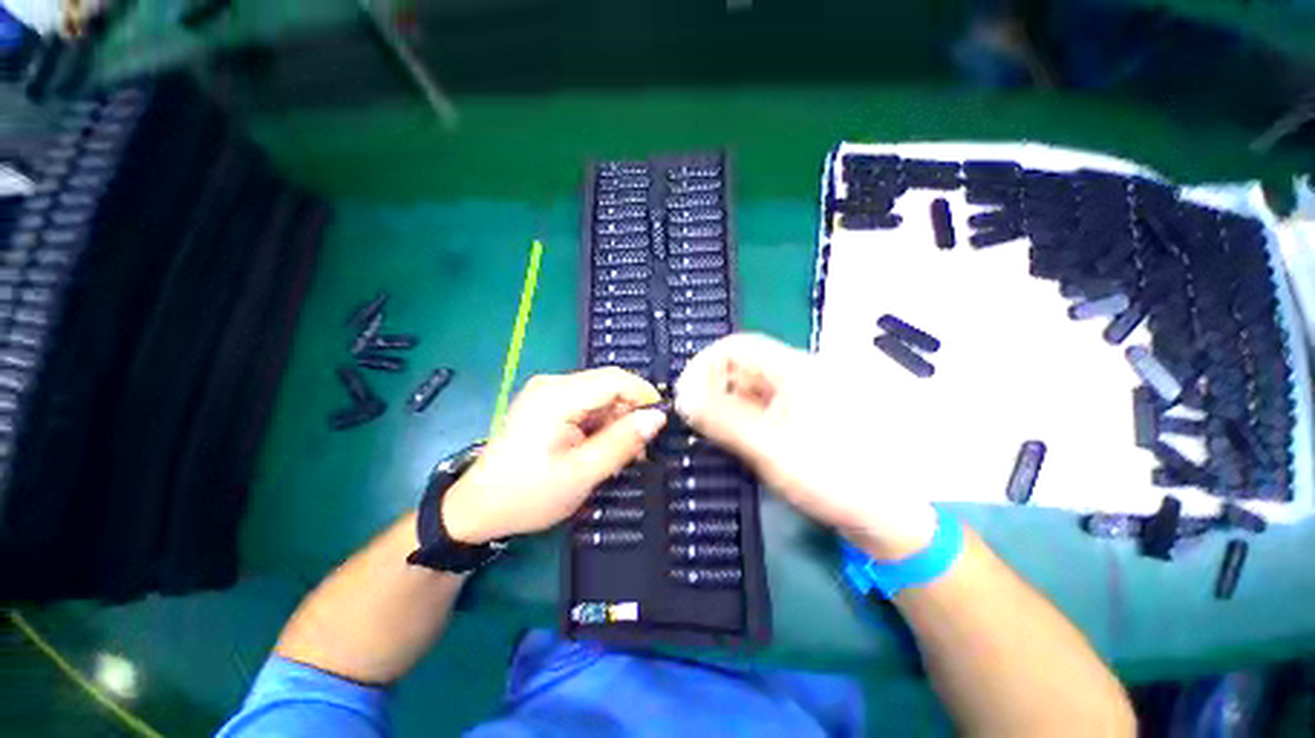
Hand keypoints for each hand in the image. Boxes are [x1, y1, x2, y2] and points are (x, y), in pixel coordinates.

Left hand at [442, 368, 667, 543]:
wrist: (478, 508)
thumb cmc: (528, 495)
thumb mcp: (581, 474)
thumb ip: (622, 443)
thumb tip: (657, 418)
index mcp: (557, 396)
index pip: (615, 379)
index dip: (644, 396)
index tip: (661, 424)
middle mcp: (553, 384)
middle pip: (608, 385)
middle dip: (630, 413)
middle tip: (639, 449)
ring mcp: (548, 391)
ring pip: (601, 395)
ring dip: (616, 421)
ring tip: (618, 454)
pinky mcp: (548, 402)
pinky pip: (587, 404)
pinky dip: (601, 423)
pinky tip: (600, 448)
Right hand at [674, 333, 937, 558]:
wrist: (888, 516)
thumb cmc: (832, 476)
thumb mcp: (769, 447)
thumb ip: (722, 419)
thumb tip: (682, 398)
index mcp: (794, 368)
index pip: (736, 346)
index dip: (704, 364)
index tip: (684, 395)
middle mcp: (797, 373)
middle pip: (742, 365)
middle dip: (712, 387)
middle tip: (692, 417)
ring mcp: (800, 395)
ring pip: (749, 387)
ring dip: (725, 404)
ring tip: (709, 430)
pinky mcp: (801, 416)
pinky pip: (761, 406)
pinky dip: (741, 416)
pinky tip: (733, 437)